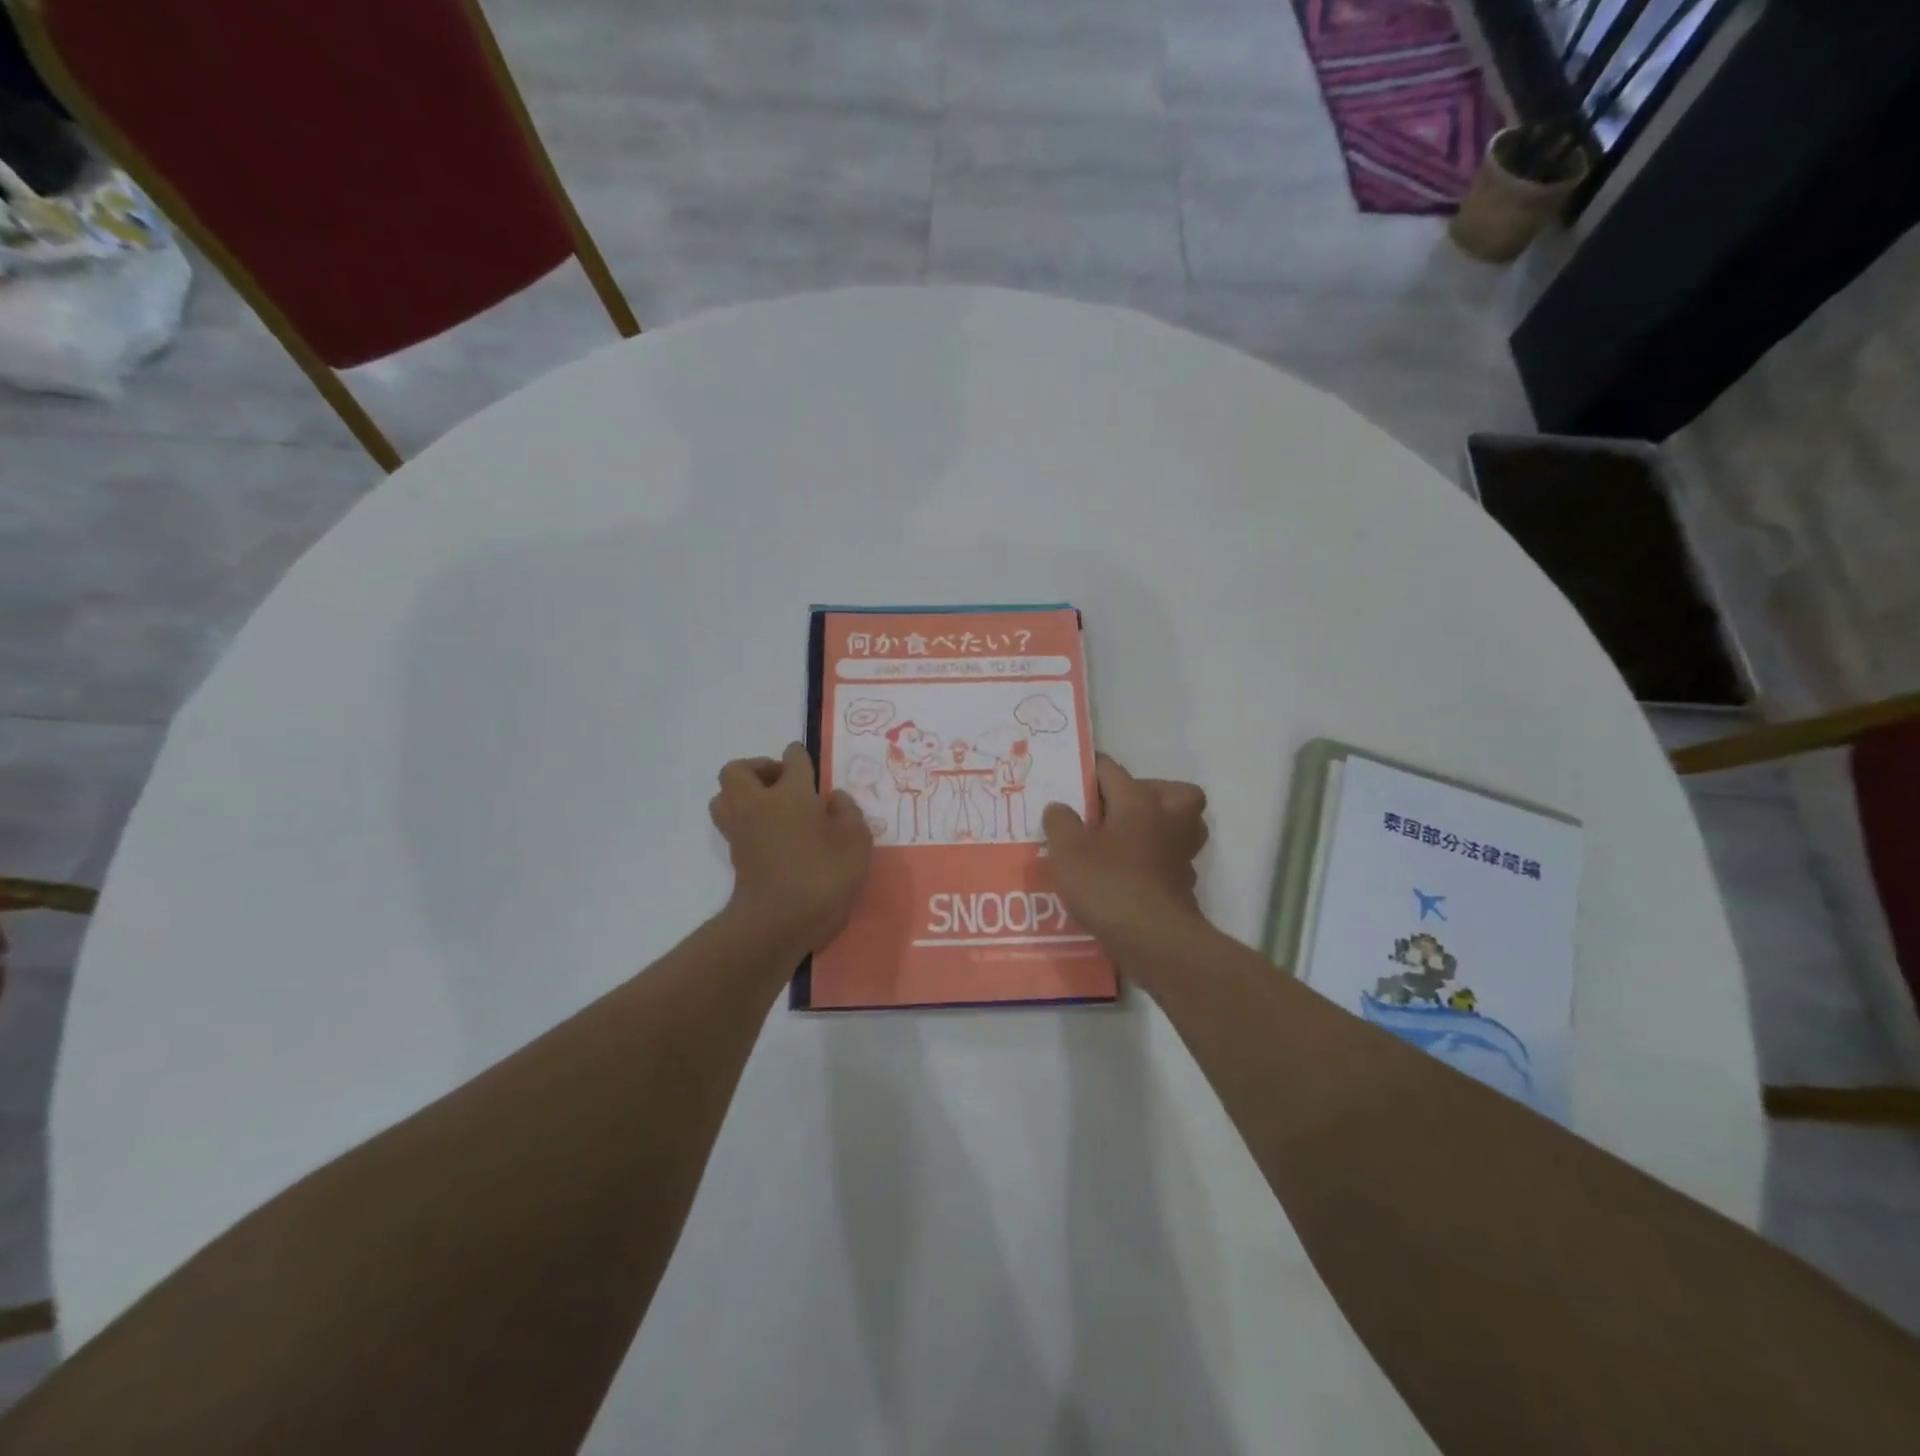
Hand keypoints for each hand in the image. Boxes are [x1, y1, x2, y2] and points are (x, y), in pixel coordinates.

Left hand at [710, 743, 873, 954]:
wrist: (780, 921)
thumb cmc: (824, 874)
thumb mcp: (856, 840)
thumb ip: (848, 812)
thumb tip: (833, 798)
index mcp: (791, 792)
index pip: (792, 758)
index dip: (800, 757)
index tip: (809, 765)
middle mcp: (758, 803)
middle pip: (738, 770)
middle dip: (758, 769)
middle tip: (783, 783)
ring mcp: (741, 830)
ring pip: (724, 796)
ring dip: (742, 794)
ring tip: (772, 808)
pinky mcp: (735, 855)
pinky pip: (732, 824)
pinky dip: (746, 821)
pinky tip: (773, 834)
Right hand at [1043, 754, 1208, 950]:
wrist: (1154, 941)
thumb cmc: (1109, 884)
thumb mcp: (1067, 849)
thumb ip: (1060, 821)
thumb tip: (1060, 808)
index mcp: (1139, 801)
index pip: (1111, 769)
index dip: (1088, 770)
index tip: (1069, 777)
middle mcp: (1168, 819)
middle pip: (1171, 791)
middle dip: (1146, 793)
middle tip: (1114, 809)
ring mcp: (1181, 853)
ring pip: (1181, 825)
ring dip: (1159, 827)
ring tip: (1124, 840)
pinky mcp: (1184, 885)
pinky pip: (1172, 860)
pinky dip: (1156, 862)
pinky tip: (1129, 874)